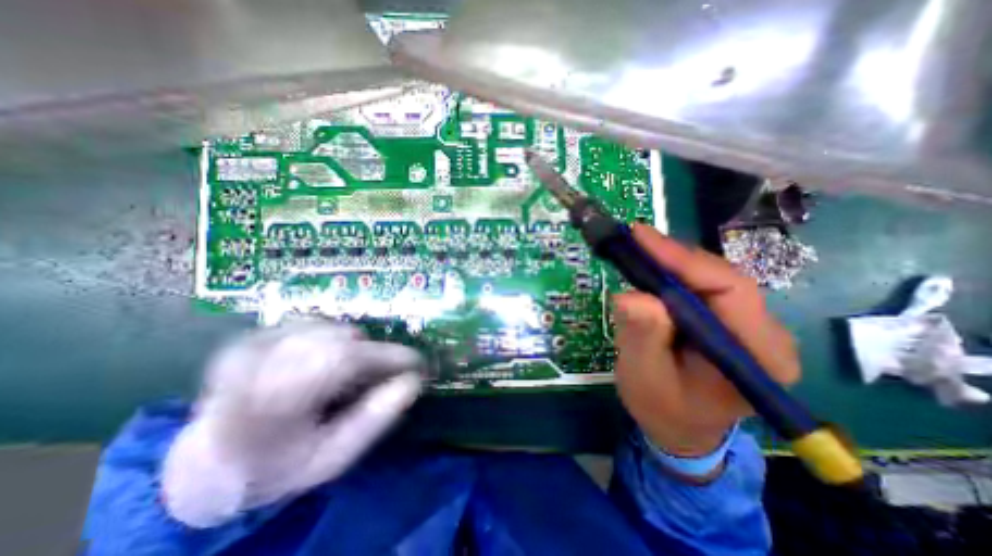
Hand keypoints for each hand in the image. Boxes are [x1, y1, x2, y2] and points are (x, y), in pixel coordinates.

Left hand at [160, 319, 421, 528]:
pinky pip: (312, 323)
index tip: (417, 362)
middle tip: (381, 375)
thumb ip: (373, 420)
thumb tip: (413, 383)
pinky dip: (331, 340)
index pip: (342, 361)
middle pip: (338, 340)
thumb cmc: (279, 466)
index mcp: (268, 406)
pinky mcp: (253, 335)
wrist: (212, 462)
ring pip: (329, 328)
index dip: (387, 357)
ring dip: (351, 349)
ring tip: (347, 376)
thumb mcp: (332, 458)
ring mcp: (250, 344)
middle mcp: (254, 365)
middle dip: (372, 355)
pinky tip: (323, 363)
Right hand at [613, 224, 795, 454]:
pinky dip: (671, 273)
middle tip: (634, 239)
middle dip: (674, 256)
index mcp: (758, 356)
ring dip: (671, 261)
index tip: (641, 239)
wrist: (678, 428)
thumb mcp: (646, 378)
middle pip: (722, 278)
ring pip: (710, 277)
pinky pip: (700, 287)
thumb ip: (643, 338)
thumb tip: (631, 295)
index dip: (684, 260)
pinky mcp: (725, 321)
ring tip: (637, 249)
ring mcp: (746, 325)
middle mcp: (764, 334)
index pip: (730, 290)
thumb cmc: (663, 410)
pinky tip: (650, 268)